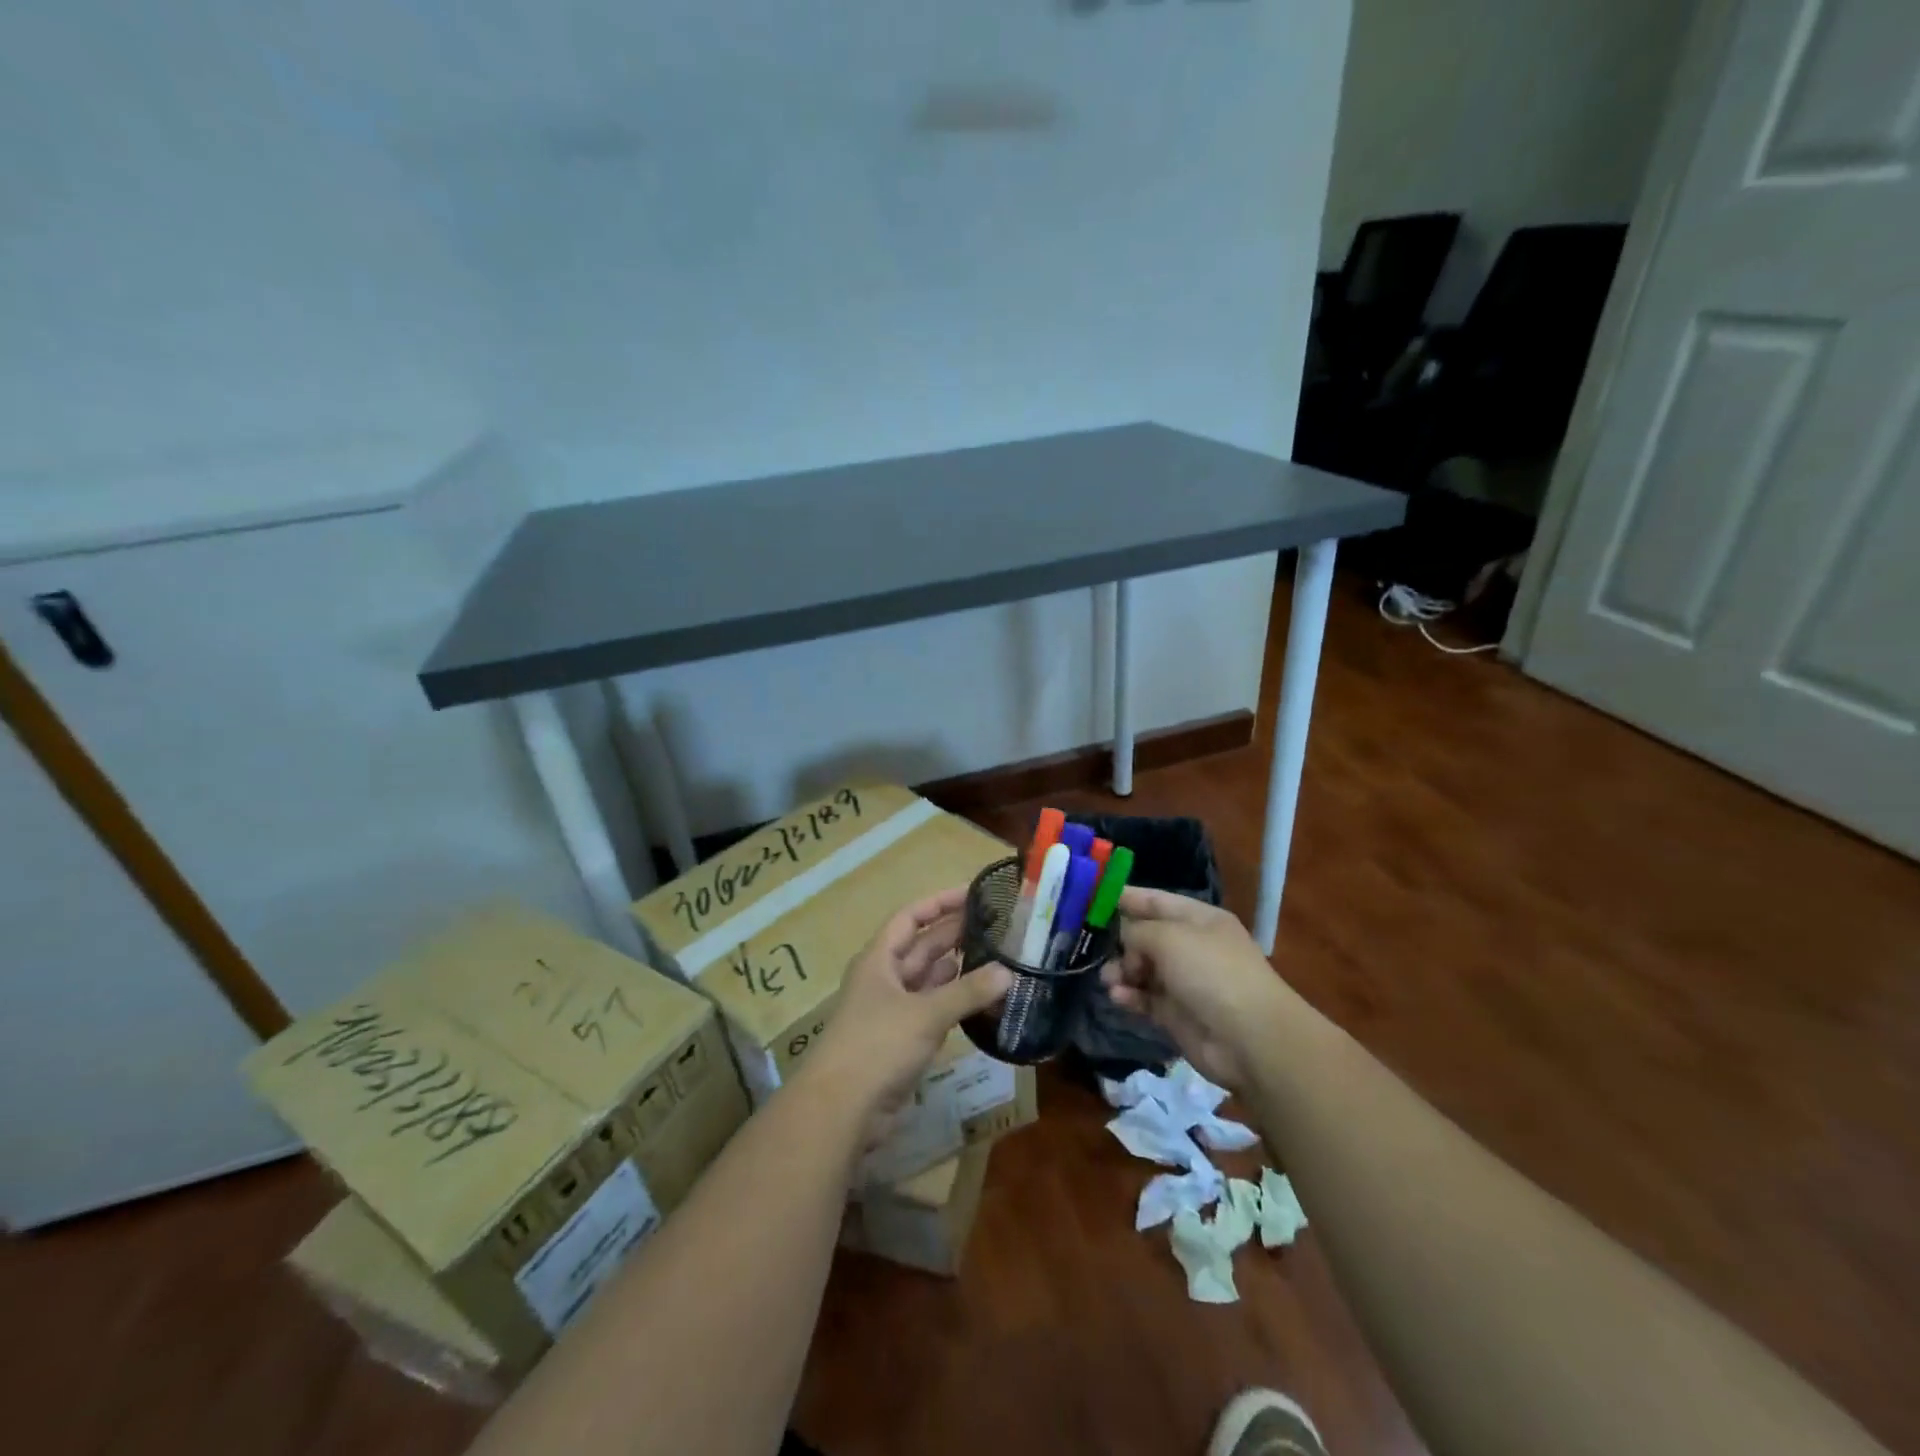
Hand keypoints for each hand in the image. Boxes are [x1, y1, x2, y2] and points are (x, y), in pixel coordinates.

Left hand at [801, 887, 1012, 1125]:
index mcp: (879, 959)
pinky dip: (955, 1002)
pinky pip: (933, 1010)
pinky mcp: (902, 1040)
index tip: (973, 892)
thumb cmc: (877, 1045)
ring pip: (929, 979)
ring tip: (996, 956)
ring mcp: (892, 1010)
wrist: (842, 1109)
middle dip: (954, 933)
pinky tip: (982, 998)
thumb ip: (967, 991)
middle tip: (996, 924)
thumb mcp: (925, 1013)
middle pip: (922, 946)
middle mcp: (884, 978)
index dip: (939, 902)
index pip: (910, 917)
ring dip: (958, 969)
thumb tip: (1008, 972)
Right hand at [1103, 886, 1295, 1089]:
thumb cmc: (1211, 972)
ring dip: (1121, 971)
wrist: (1250, 1039)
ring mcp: (1185, 982)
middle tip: (1092, 947)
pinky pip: (1145, 998)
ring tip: (1108, 979)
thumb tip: (1122, 939)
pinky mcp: (1176, 1014)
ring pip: (1141, 969)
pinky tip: (1118, 997)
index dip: (1126, 897)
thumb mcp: (1168, 937)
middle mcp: (1191, 947)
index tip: (1091, 898)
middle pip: (1145, 936)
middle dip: (1118, 941)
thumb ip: (1136, 931)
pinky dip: (1130, 996)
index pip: (1156, 901)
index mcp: (1198, 919)